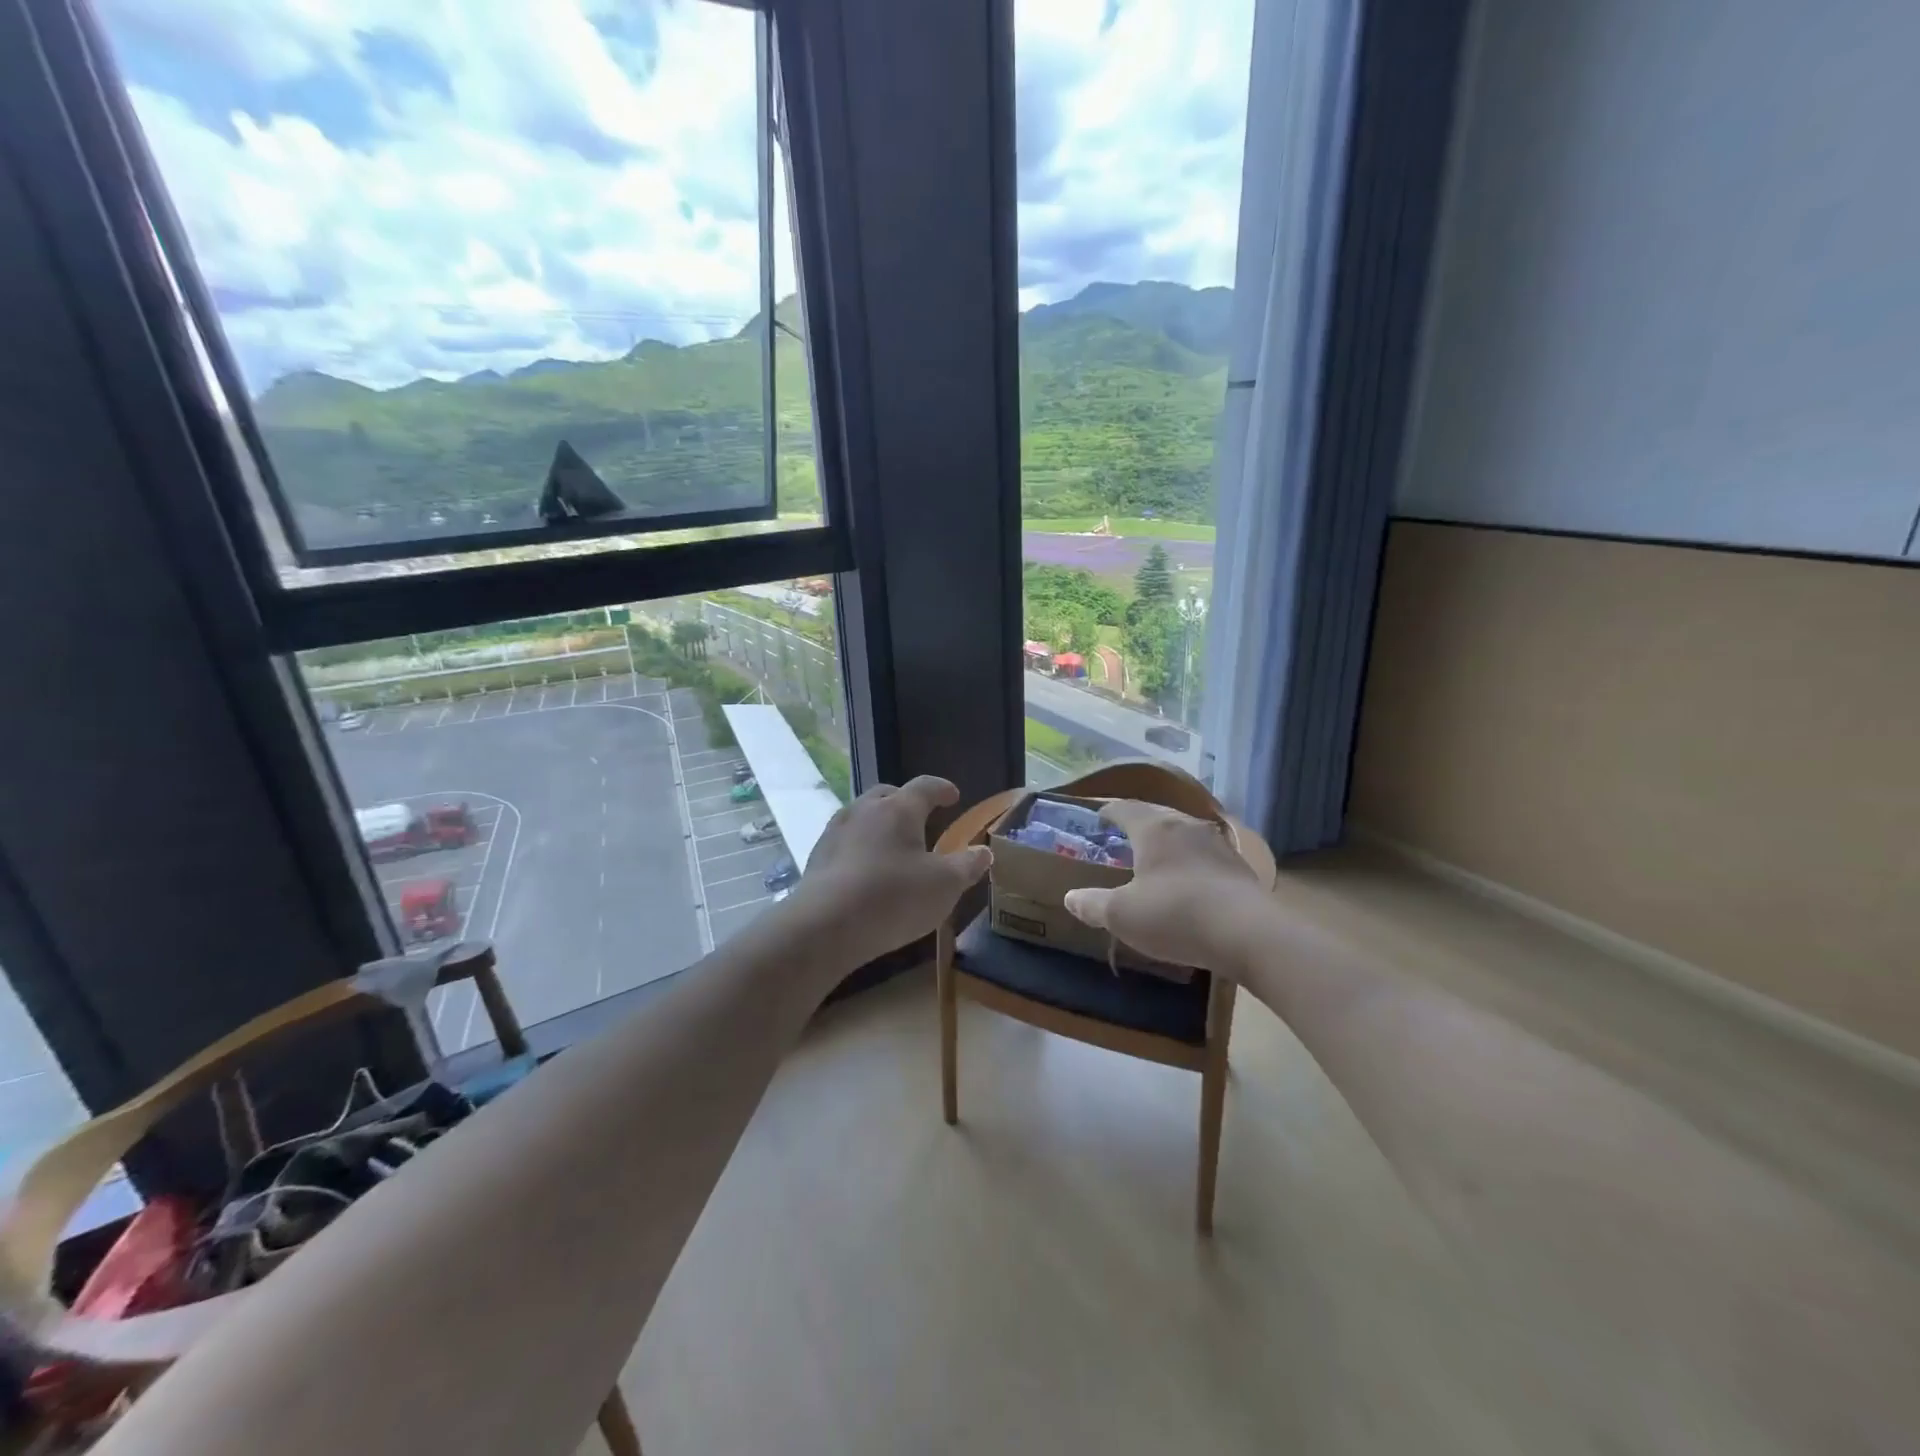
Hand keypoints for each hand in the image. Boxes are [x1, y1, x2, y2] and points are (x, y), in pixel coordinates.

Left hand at [787, 777, 991, 965]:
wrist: (825, 925)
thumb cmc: (894, 898)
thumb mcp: (945, 886)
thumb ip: (967, 866)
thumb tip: (984, 851)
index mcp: (899, 809)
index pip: (925, 786)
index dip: (941, 789)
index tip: (953, 795)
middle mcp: (864, 810)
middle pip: (888, 795)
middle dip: (906, 802)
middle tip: (921, 816)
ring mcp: (836, 831)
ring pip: (863, 816)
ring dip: (880, 823)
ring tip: (892, 843)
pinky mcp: (817, 857)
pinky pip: (845, 841)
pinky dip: (860, 846)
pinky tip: (866, 869)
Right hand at [1061, 800, 1263, 972]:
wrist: (1247, 933)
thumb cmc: (1174, 915)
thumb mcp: (1121, 915)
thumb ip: (1093, 904)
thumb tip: (1070, 897)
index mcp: (1154, 829)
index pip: (1126, 809)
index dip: (1110, 811)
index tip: (1099, 815)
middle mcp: (1186, 826)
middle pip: (1157, 816)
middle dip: (1139, 823)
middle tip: (1124, 835)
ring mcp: (1218, 844)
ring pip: (1185, 834)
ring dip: (1169, 842)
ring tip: (1157, 856)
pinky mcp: (1240, 867)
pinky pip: (1206, 855)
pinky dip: (1192, 861)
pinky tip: (1190, 879)